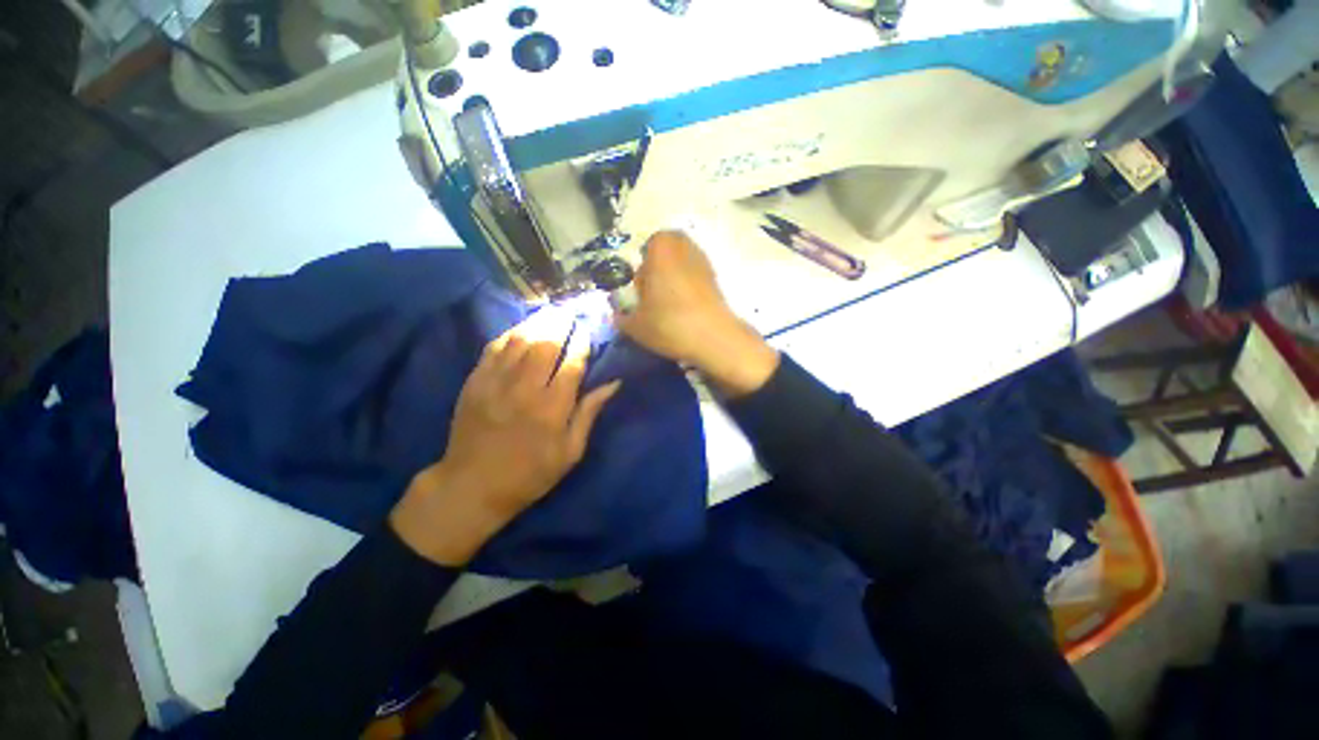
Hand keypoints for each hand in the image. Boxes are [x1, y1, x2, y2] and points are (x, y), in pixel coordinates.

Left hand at [390, 311, 620, 565]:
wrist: (471, 486)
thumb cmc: (530, 473)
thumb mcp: (570, 452)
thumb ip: (589, 413)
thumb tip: (613, 383)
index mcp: (552, 408)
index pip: (572, 363)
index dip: (583, 342)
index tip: (589, 328)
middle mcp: (525, 389)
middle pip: (546, 343)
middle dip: (562, 322)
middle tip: (573, 308)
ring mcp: (496, 382)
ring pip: (520, 339)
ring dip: (539, 321)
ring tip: (553, 310)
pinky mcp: (475, 382)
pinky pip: (494, 347)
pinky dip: (510, 333)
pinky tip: (522, 326)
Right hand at [615, 230, 778, 396]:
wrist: (713, 338)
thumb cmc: (669, 324)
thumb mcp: (636, 326)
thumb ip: (622, 318)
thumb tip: (619, 316)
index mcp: (661, 250)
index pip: (649, 245)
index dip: (643, 265)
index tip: (642, 288)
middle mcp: (685, 249)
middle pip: (669, 250)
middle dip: (660, 266)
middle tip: (654, 293)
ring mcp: (705, 264)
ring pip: (685, 263)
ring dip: (676, 277)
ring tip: (669, 305)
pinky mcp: (717, 281)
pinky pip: (697, 277)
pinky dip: (690, 288)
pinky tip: (685, 311)